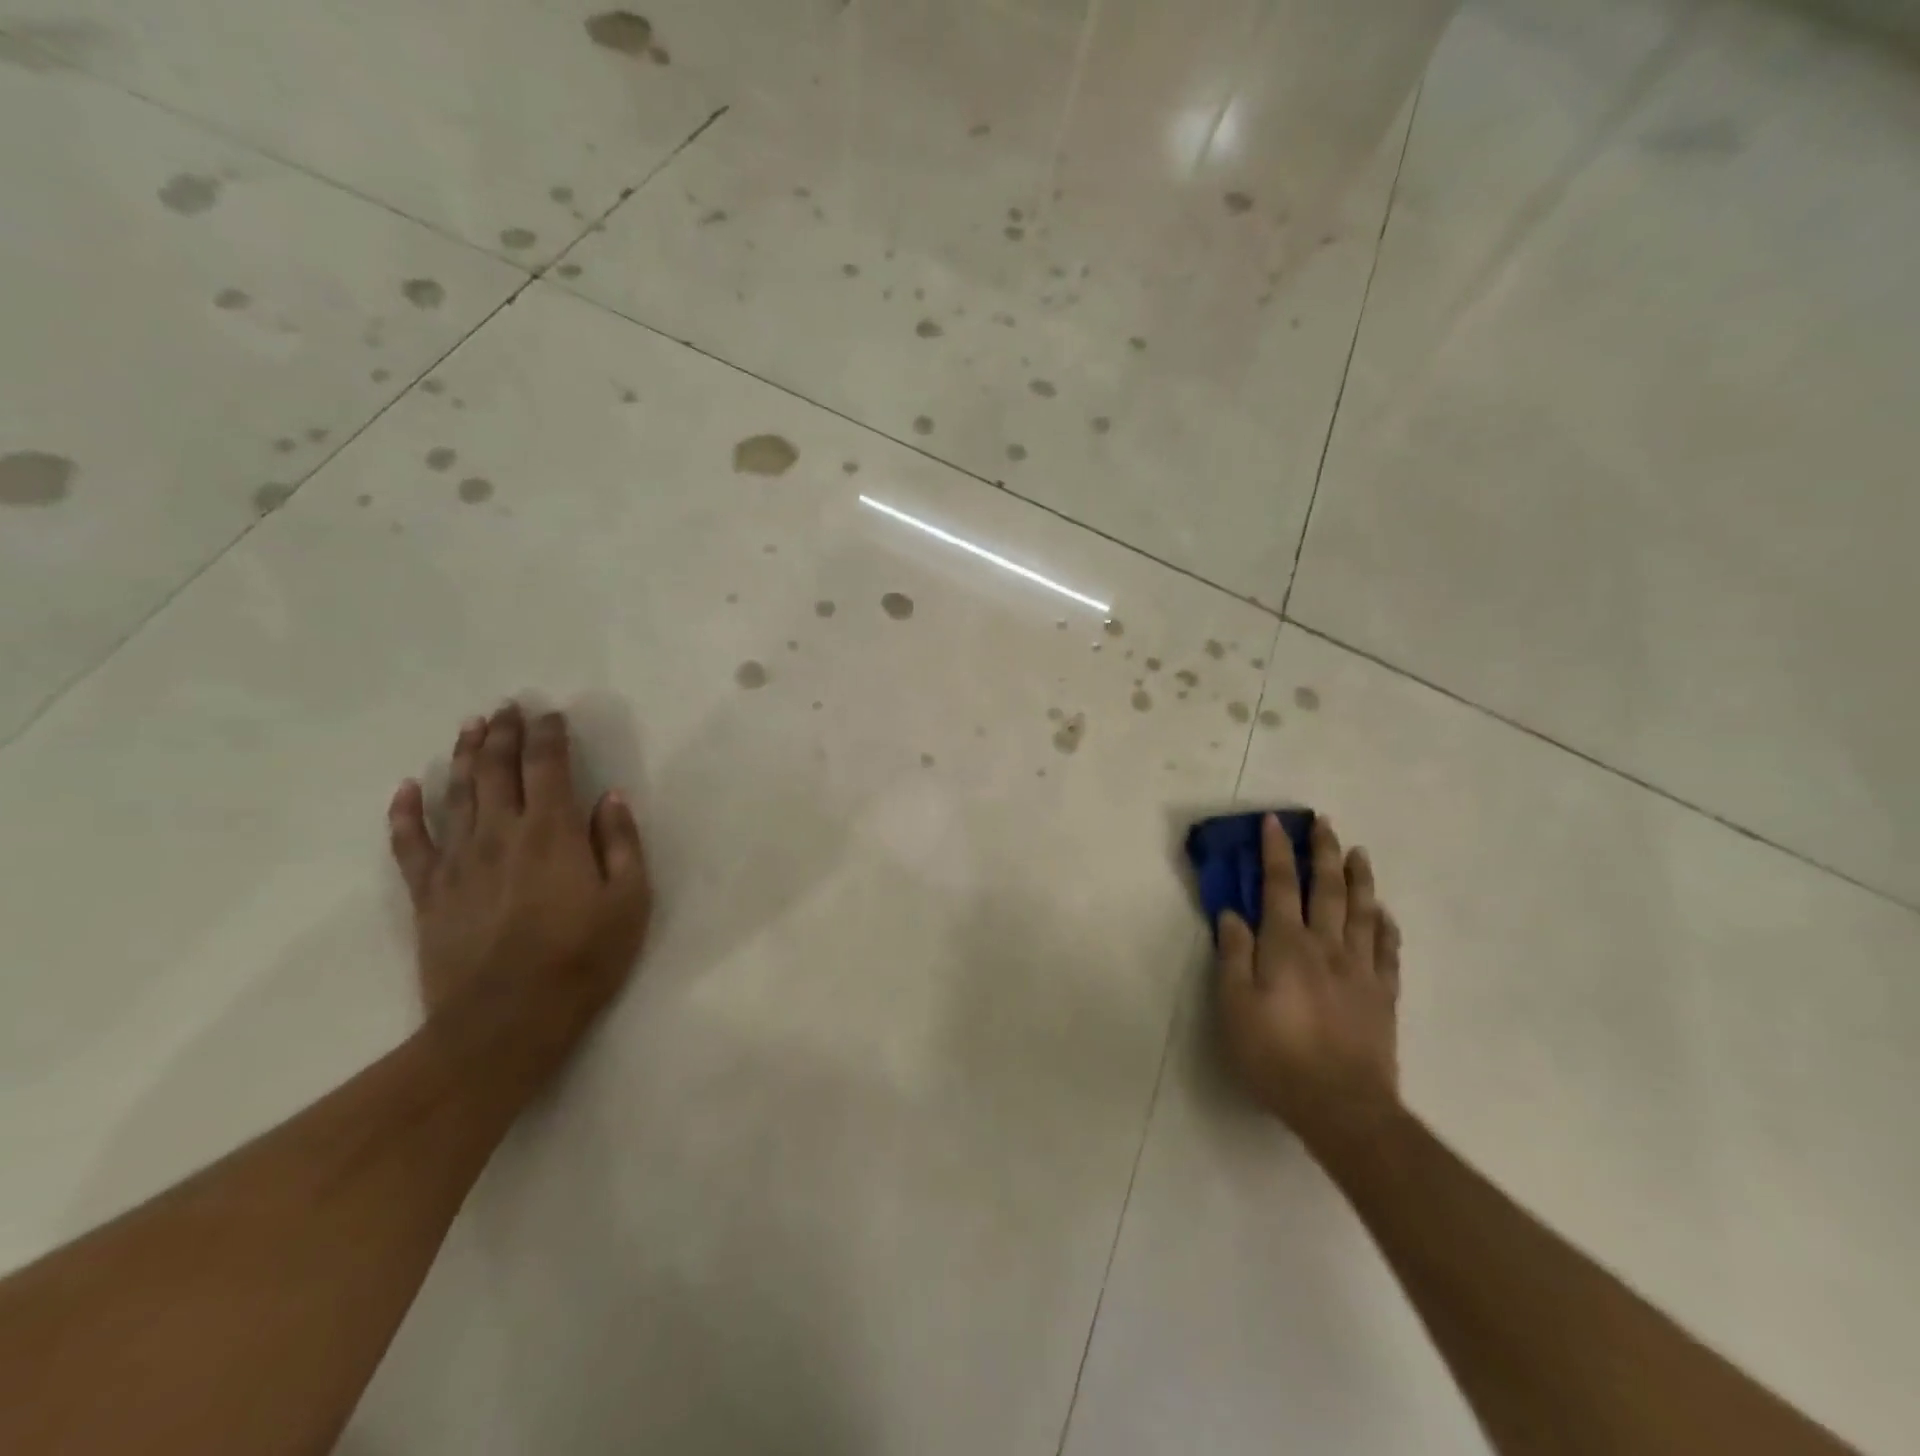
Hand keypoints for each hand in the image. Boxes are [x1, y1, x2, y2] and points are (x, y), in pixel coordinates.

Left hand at [387, 703, 652, 1065]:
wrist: (505, 1022)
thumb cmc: (582, 959)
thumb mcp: (629, 901)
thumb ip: (622, 844)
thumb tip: (611, 798)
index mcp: (554, 832)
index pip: (549, 766)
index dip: (549, 735)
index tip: (552, 714)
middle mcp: (501, 833)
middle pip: (498, 769)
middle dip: (504, 733)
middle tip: (508, 707)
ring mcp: (458, 861)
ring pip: (456, 793)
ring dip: (464, 756)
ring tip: (470, 727)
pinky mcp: (429, 892)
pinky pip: (410, 842)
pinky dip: (405, 812)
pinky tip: (406, 788)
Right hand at [1216, 813, 1401, 1156]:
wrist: (1342, 1107)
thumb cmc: (1276, 1055)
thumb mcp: (1235, 1006)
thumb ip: (1234, 956)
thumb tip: (1232, 914)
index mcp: (1287, 946)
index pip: (1280, 885)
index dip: (1276, 851)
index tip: (1275, 822)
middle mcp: (1327, 946)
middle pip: (1328, 889)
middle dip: (1323, 852)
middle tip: (1324, 823)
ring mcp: (1361, 969)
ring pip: (1363, 911)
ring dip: (1359, 878)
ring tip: (1358, 852)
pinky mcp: (1383, 995)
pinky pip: (1388, 949)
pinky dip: (1386, 925)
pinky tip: (1385, 913)